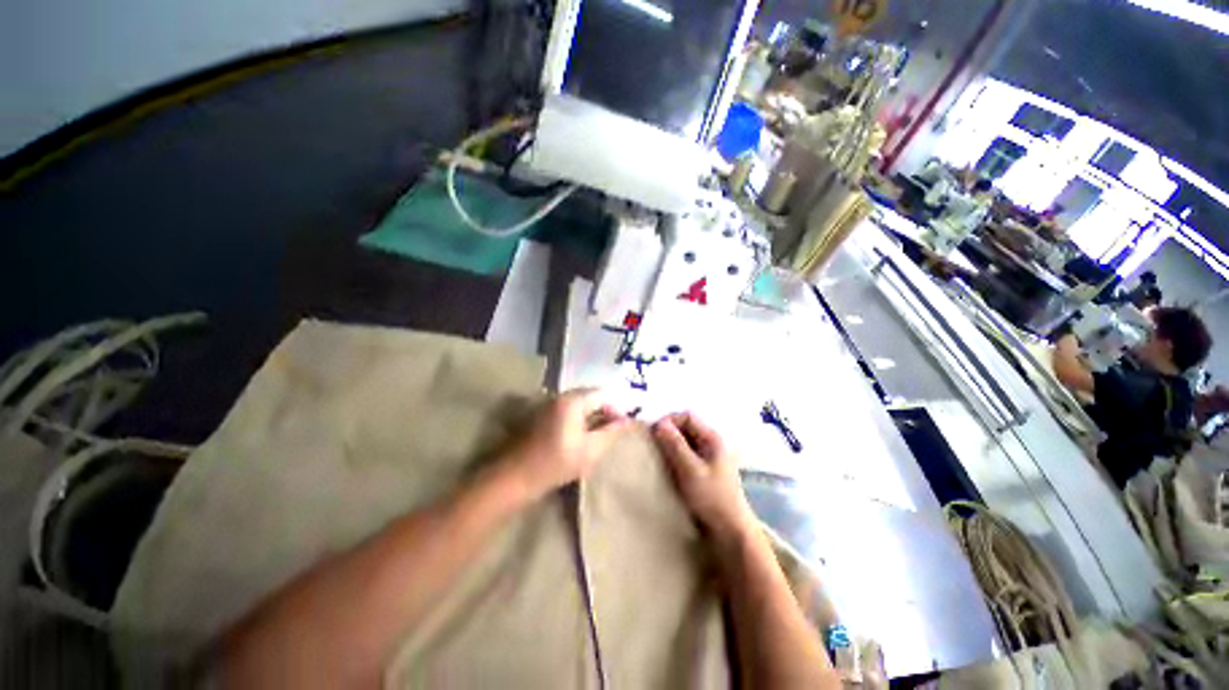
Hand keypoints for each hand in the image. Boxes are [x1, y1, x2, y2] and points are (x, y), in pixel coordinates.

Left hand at [499, 389, 629, 500]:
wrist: (517, 477)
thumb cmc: (556, 463)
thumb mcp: (591, 450)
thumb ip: (611, 432)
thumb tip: (627, 421)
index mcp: (573, 401)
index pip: (603, 394)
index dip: (616, 408)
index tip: (623, 427)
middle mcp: (560, 396)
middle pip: (591, 395)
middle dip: (605, 411)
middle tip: (613, 431)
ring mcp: (550, 404)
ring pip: (580, 403)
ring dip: (592, 415)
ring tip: (600, 435)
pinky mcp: (543, 414)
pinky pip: (569, 410)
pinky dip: (580, 418)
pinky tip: (582, 435)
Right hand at [653, 412, 756, 545]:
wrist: (731, 530)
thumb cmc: (712, 498)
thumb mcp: (690, 470)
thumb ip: (674, 445)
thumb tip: (658, 424)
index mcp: (712, 438)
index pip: (687, 416)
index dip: (669, 420)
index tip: (653, 434)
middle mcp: (713, 443)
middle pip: (687, 427)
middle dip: (668, 432)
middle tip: (653, 445)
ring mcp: (711, 456)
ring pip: (686, 441)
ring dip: (671, 444)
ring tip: (658, 456)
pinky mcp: (707, 469)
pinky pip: (688, 454)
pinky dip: (676, 455)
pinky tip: (669, 467)